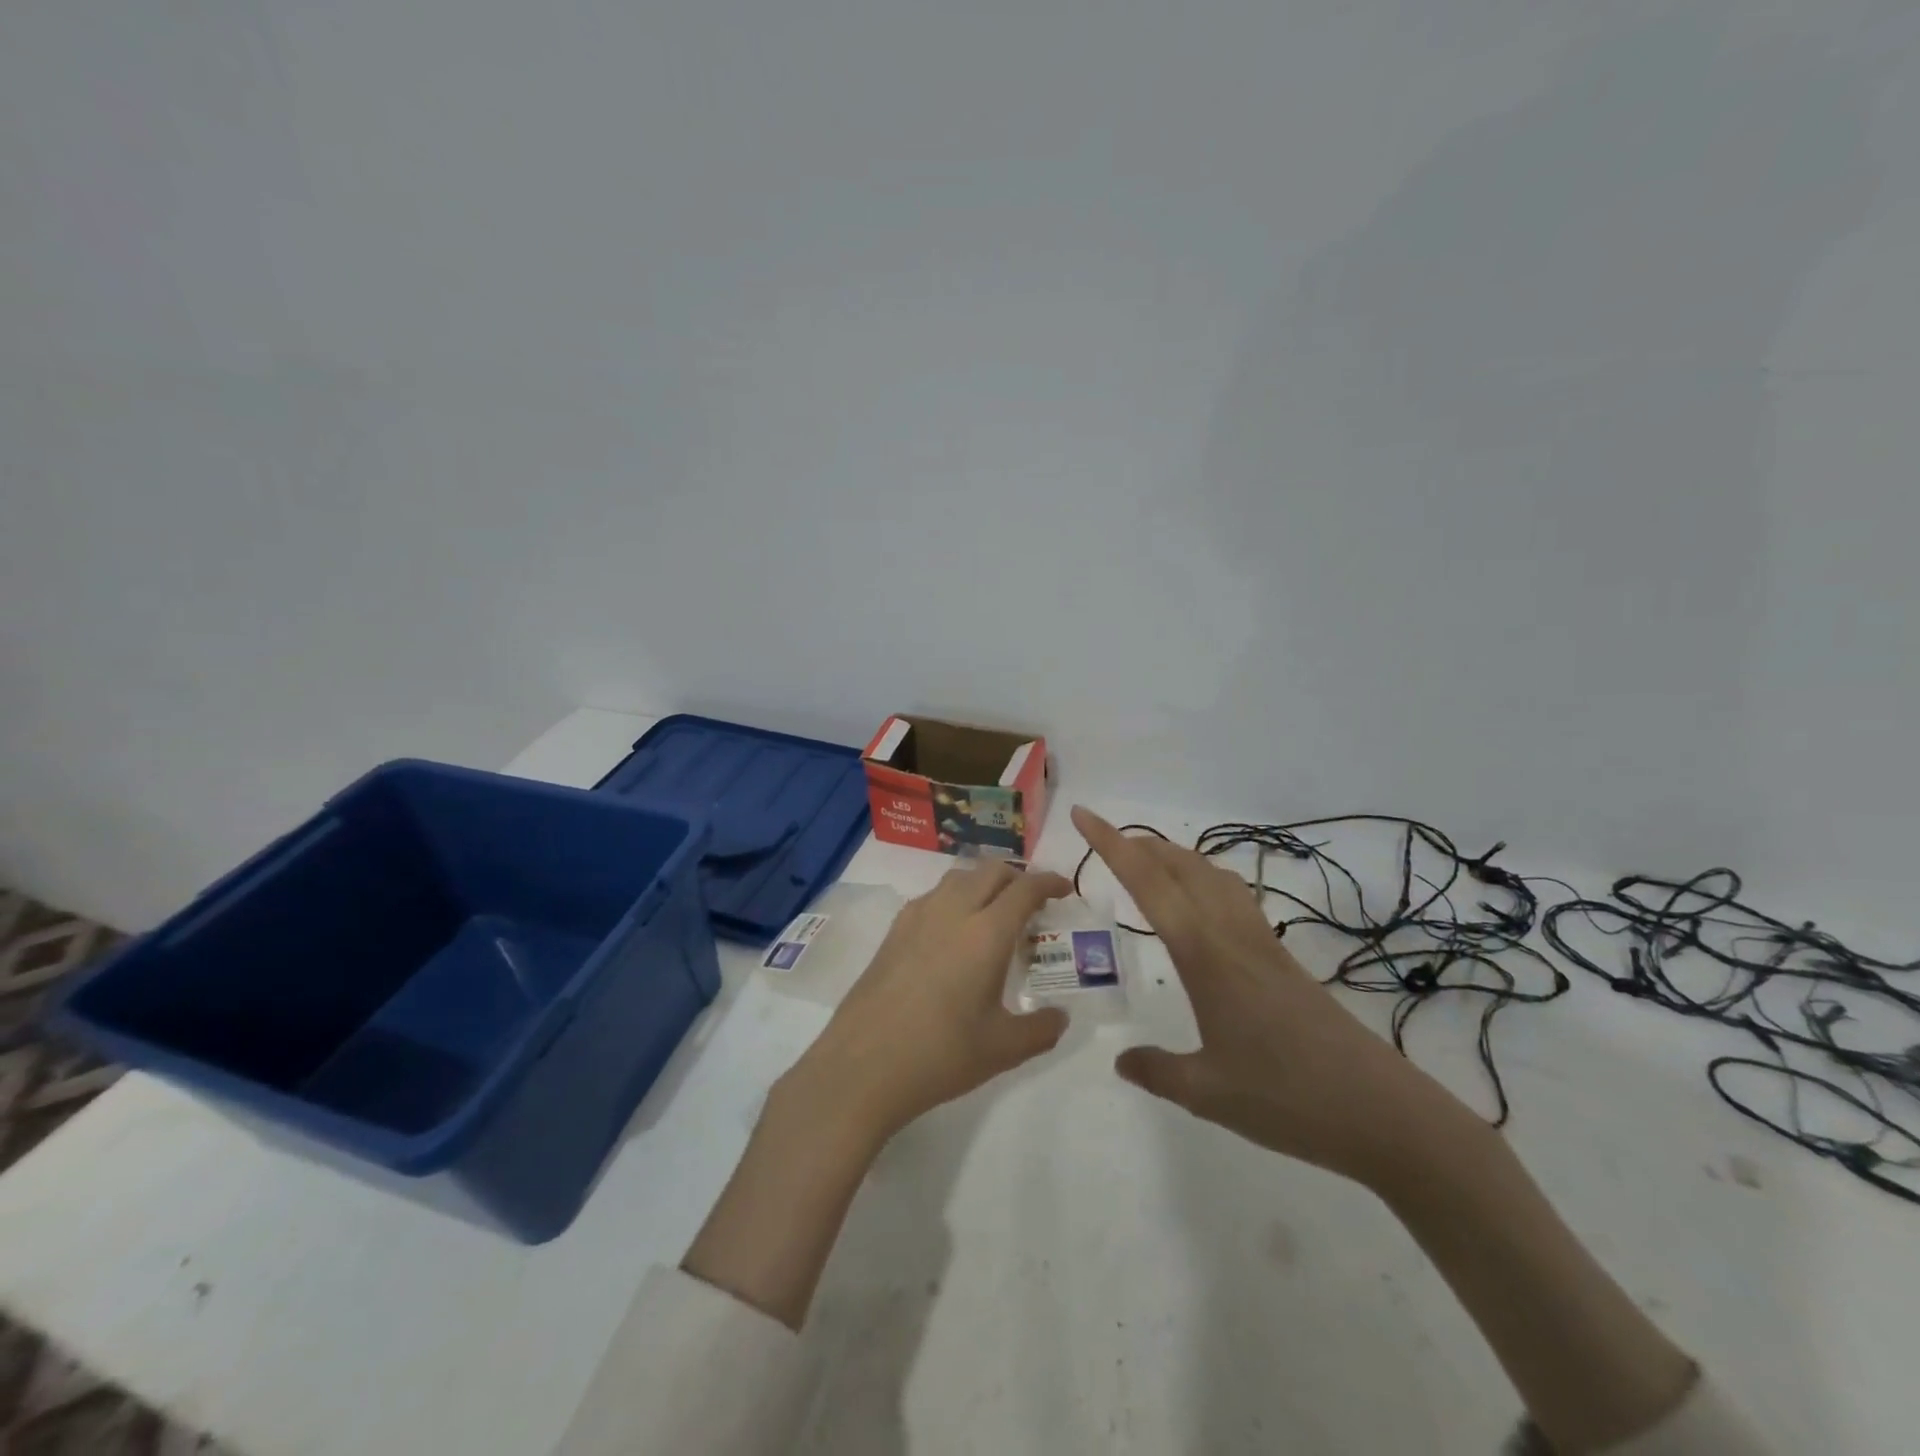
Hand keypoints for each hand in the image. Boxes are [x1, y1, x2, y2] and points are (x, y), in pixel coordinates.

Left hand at [785, 861, 1074, 1143]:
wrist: (863, 1065)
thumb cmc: (940, 1054)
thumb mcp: (1003, 1049)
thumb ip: (1041, 1029)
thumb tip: (1061, 1017)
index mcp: (986, 932)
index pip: (1025, 888)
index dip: (1049, 882)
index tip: (1065, 889)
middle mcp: (952, 911)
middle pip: (990, 870)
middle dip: (1017, 877)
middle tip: (1032, 904)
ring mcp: (917, 917)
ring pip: (958, 877)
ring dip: (983, 883)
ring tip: (993, 913)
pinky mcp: (893, 931)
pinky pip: (932, 896)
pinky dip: (954, 898)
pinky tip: (953, 933)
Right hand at [1074, 806, 1465, 1186]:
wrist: (1384, 1114)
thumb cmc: (1288, 1099)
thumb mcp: (1208, 1093)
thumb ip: (1157, 1071)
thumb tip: (1121, 1061)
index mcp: (1204, 955)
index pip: (1148, 884)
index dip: (1111, 845)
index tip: (1083, 815)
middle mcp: (1231, 935)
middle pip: (1181, 866)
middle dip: (1140, 844)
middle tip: (1105, 840)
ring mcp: (1262, 944)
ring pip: (1212, 876)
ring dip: (1175, 858)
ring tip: (1147, 862)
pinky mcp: (1282, 960)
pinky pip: (1233, 898)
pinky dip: (1205, 880)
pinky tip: (1203, 906)